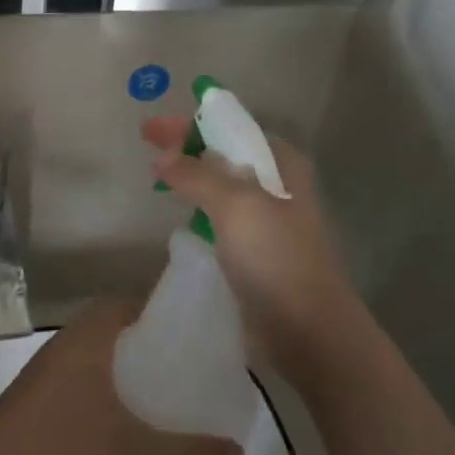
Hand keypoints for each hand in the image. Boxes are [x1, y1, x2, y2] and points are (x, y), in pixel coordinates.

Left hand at [0, 297, 243, 454]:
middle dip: (154, 348)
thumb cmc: (61, 450)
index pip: (134, 302)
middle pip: (120, 330)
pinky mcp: (39, 397)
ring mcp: (50, 370)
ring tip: (168, 401)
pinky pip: (86, 381)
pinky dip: (109, 393)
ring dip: (130, 372)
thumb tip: (239, 454)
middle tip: (191, 373)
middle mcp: (70, 342)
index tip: (199, 336)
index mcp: (91, 336)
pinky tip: (127, 428)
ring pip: (102, 357)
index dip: (167, 313)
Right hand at [143, 114, 357, 381]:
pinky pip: (219, 216)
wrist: (308, 329)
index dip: (189, 124)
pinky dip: (197, 207)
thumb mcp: (234, 205)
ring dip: (190, 176)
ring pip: (220, 185)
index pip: (229, 129)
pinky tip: (177, 211)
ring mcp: (266, 219)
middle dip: (185, 147)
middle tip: (147, 147)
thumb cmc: (275, 256)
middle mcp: (276, 185)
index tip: (150, 128)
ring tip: (156, 176)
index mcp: (281, 164)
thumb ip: (195, 174)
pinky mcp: (255, 250)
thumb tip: (162, 157)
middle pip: (223, 154)